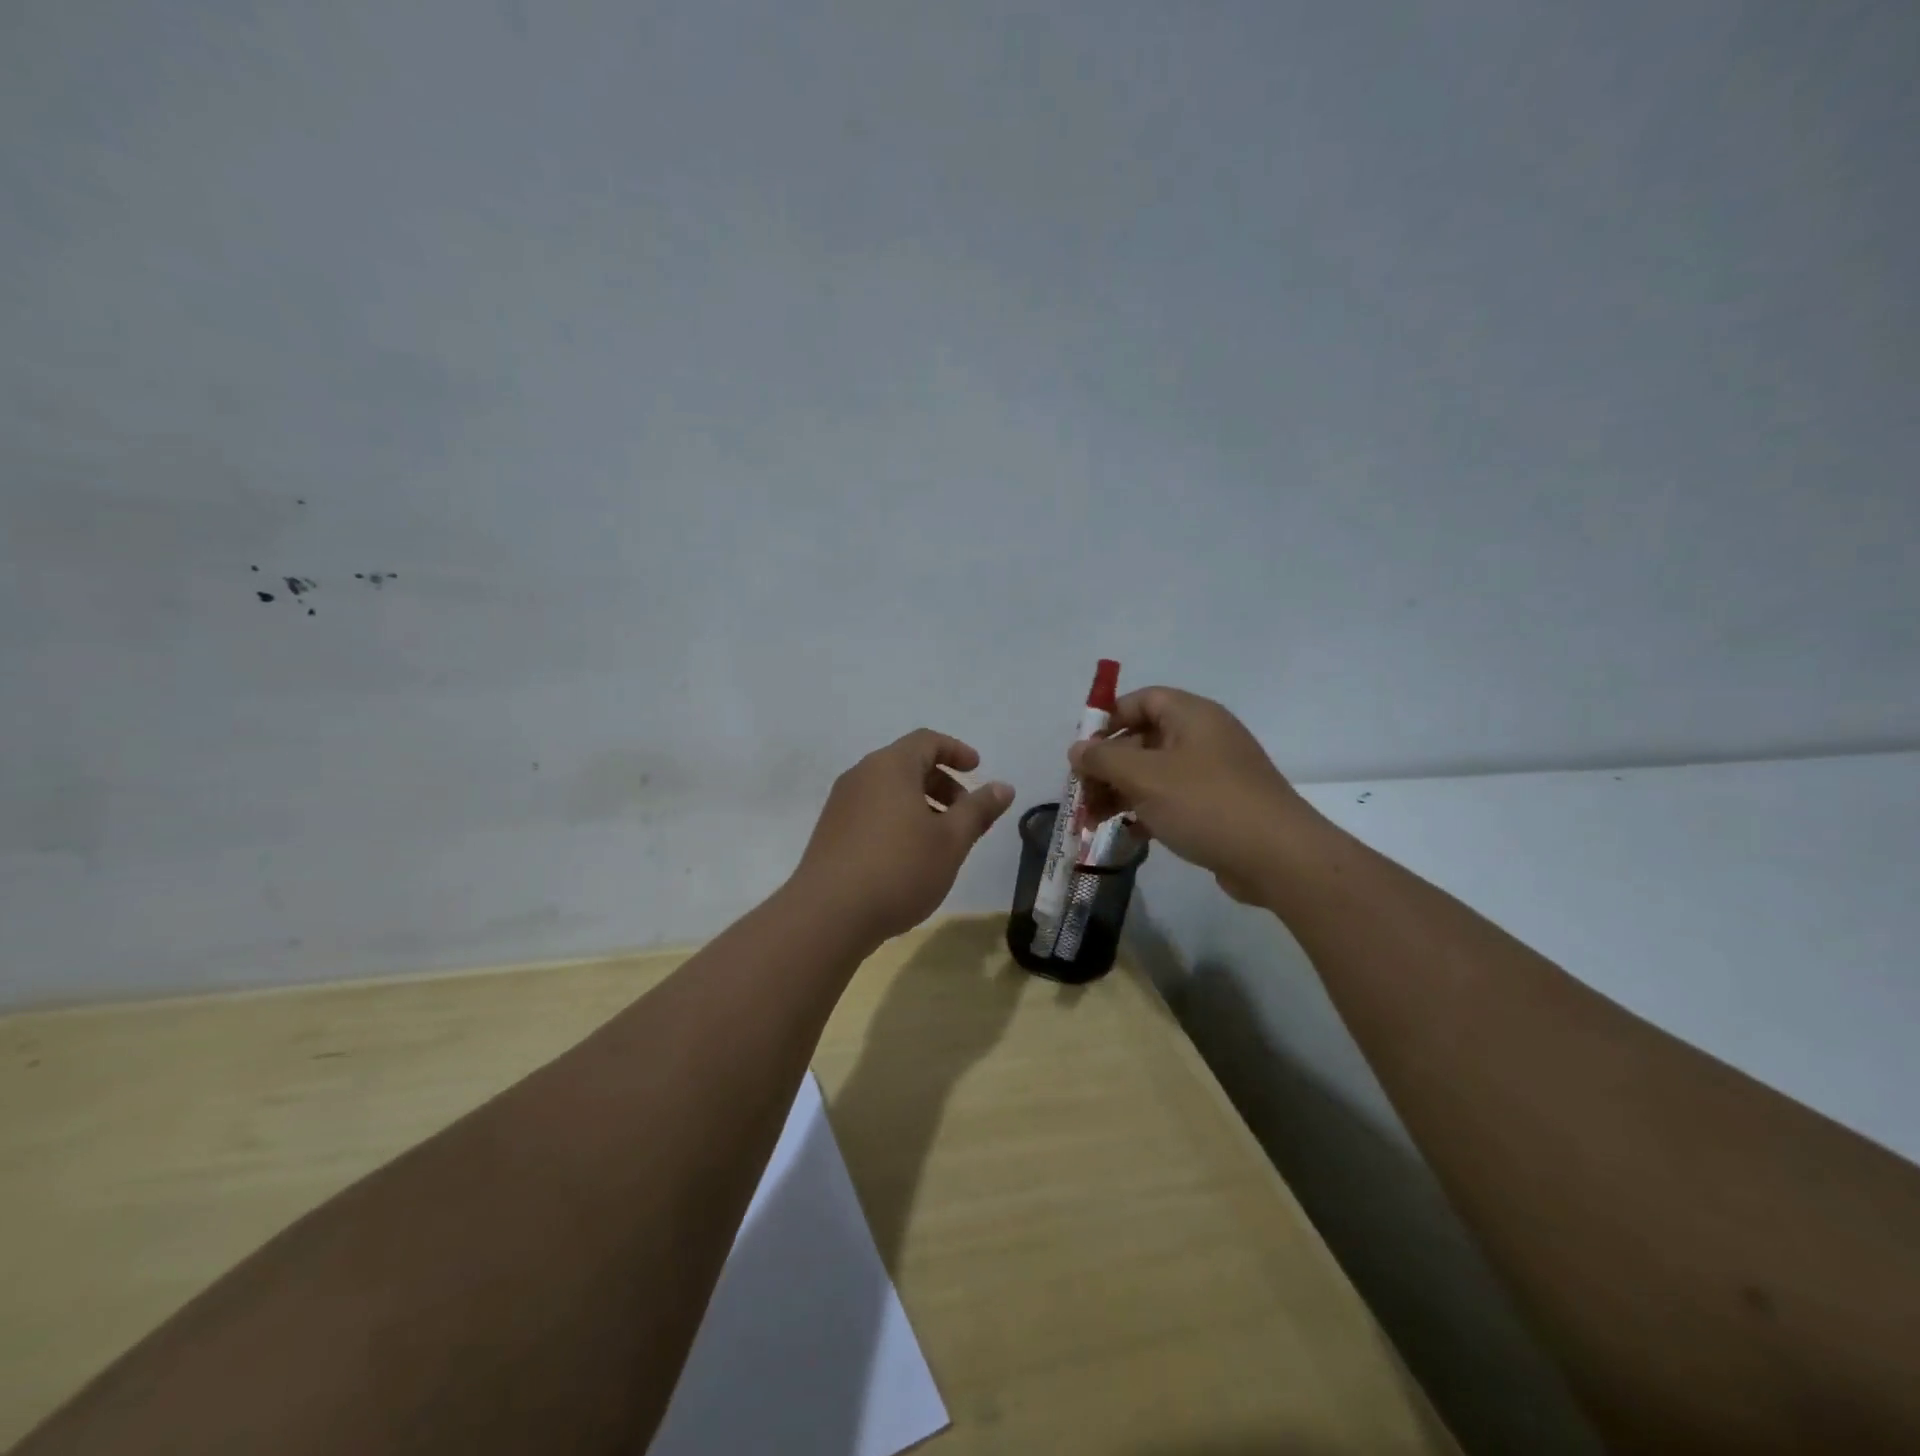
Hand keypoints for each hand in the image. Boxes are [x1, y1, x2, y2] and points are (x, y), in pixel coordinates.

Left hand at [791, 729, 1014, 943]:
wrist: (828, 915)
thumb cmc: (899, 868)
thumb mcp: (951, 841)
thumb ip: (979, 809)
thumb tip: (1003, 787)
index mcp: (890, 766)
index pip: (927, 741)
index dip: (956, 751)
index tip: (977, 770)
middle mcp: (861, 775)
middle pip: (907, 764)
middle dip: (941, 783)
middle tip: (965, 814)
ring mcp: (841, 804)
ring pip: (888, 790)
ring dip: (920, 804)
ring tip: (940, 841)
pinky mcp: (830, 832)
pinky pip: (872, 811)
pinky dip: (897, 819)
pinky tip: (908, 857)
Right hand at [1070, 688, 1318, 903]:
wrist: (1278, 858)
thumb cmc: (1205, 804)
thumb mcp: (1145, 777)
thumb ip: (1104, 759)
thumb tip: (1078, 749)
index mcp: (1192, 715)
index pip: (1142, 700)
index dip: (1109, 719)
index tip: (1083, 750)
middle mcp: (1205, 737)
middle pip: (1144, 739)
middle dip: (1108, 765)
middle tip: (1083, 793)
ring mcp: (1215, 773)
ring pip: (1155, 773)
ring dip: (1122, 792)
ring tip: (1095, 820)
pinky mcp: (1219, 807)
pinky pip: (1174, 799)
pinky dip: (1147, 810)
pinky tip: (1129, 834)